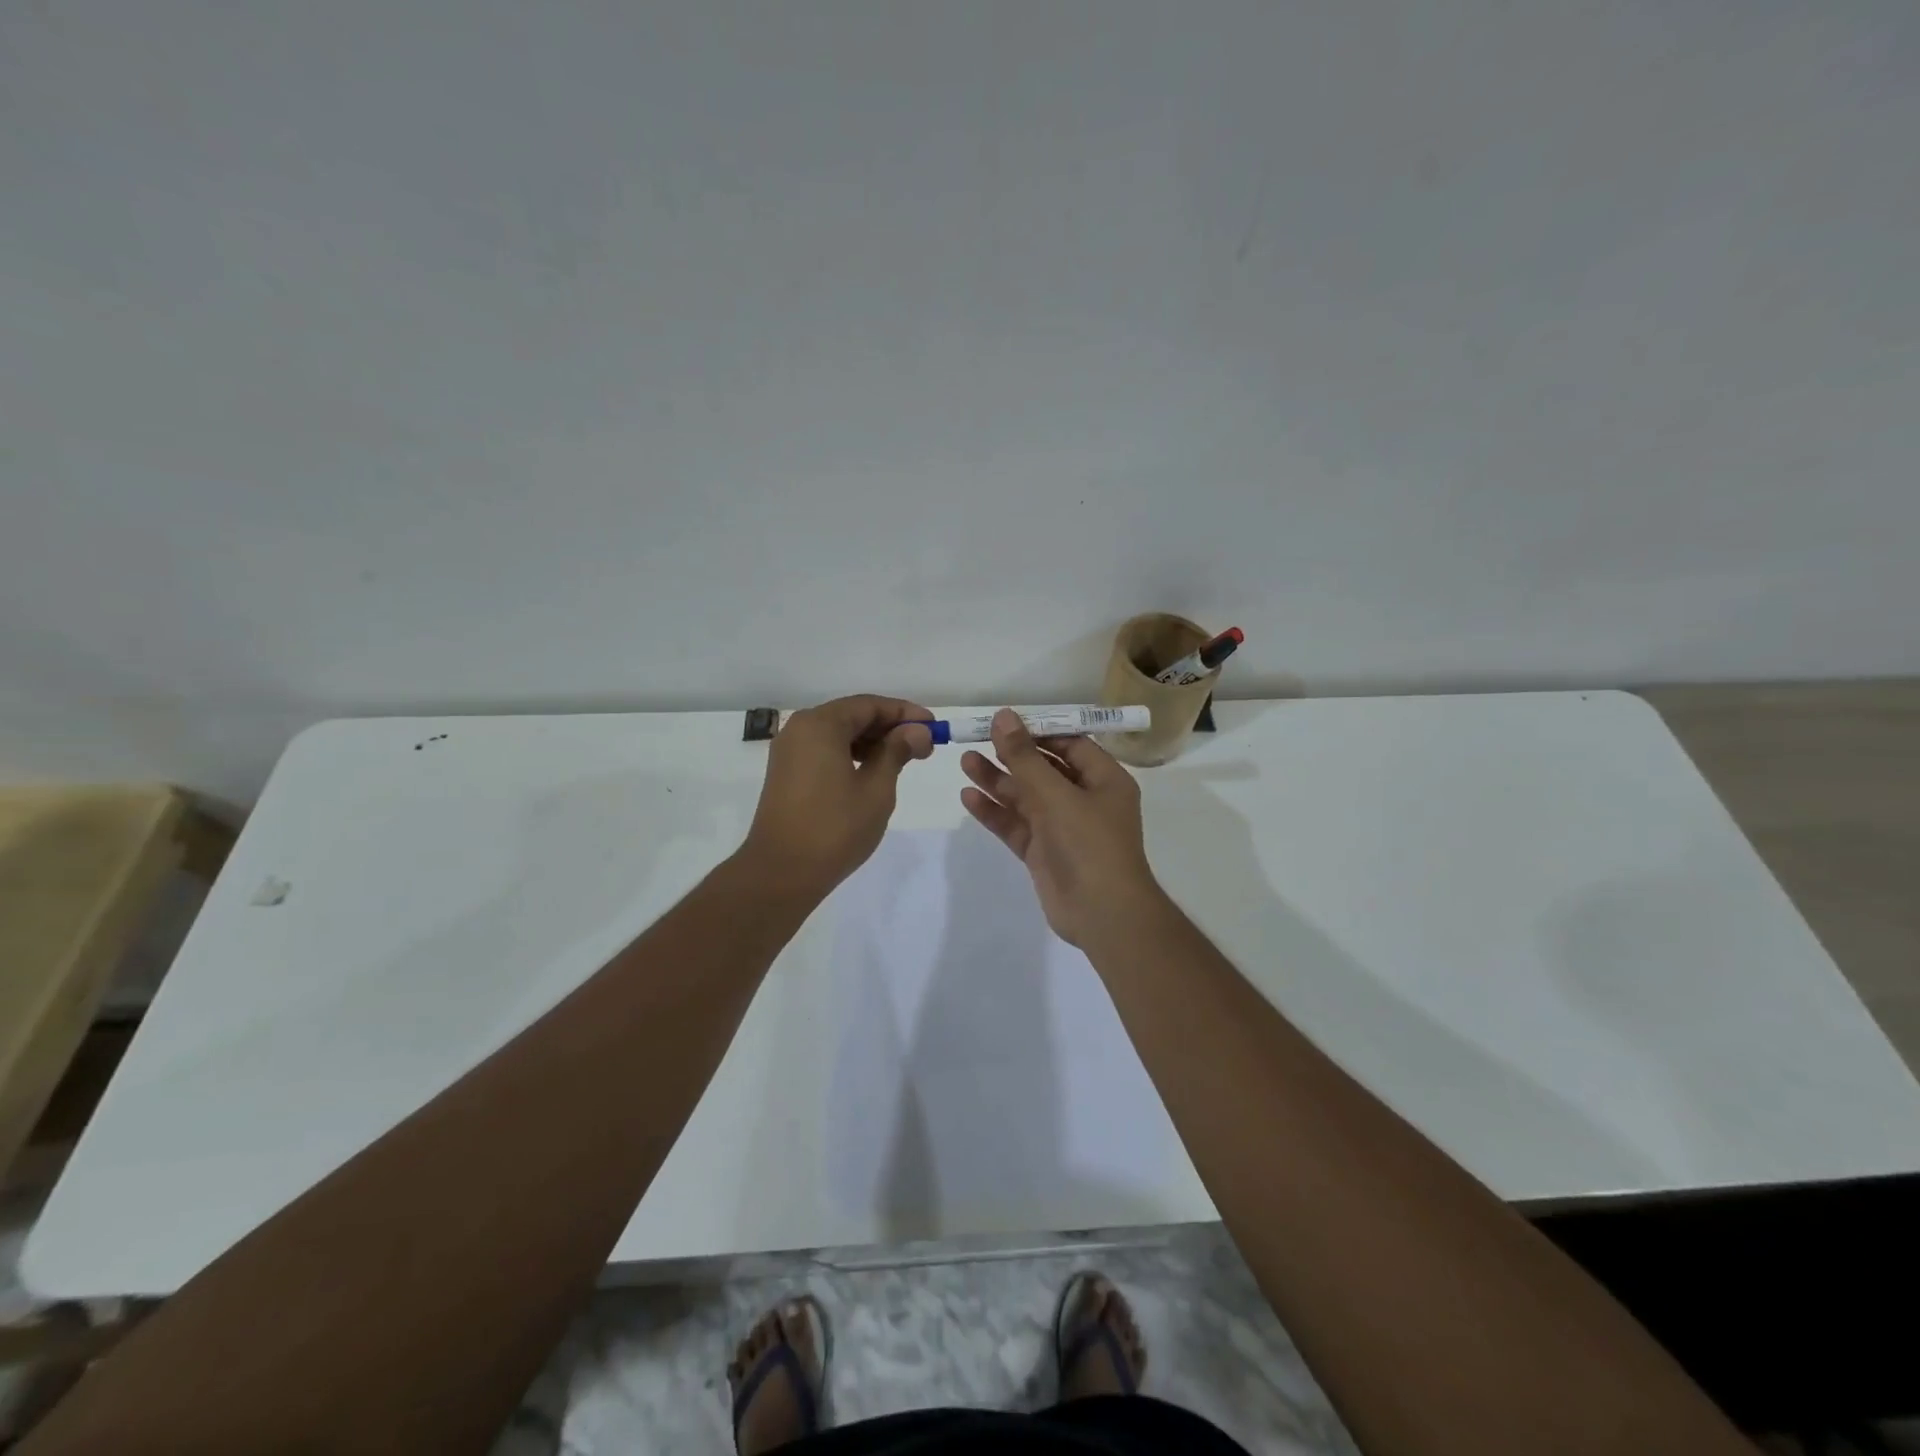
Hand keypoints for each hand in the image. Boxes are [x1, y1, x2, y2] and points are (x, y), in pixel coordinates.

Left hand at [739, 695, 933, 897]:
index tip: (934, 728)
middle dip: (890, 728)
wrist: (781, 873)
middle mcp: (800, 729)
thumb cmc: (835, 828)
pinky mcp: (786, 773)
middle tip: (924, 747)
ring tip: (904, 761)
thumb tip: (917, 730)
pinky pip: (825, 750)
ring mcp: (789, 751)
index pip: (870, 705)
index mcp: (820, 724)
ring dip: (872, 742)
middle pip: (853, 715)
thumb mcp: (876, 788)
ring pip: (838, 734)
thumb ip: (897, 751)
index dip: (905, 713)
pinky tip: (873, 772)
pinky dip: (851, 754)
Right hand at [959, 708, 1163, 948]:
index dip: (1038, 731)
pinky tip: (968, 797)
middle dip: (1012, 755)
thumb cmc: (1089, 844)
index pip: (1070, 744)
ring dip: (998, 781)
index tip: (1004, 721)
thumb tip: (1004, 716)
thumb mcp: (1056, 795)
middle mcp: (1084, 800)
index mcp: (1104, 780)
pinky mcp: (1043, 852)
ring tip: (964, 762)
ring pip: (1026, 797)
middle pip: (1044, 769)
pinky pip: (1016, 825)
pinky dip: (994, 812)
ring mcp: (1062, 828)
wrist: (1102, 914)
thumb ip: (1025, 757)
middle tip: (976, 738)